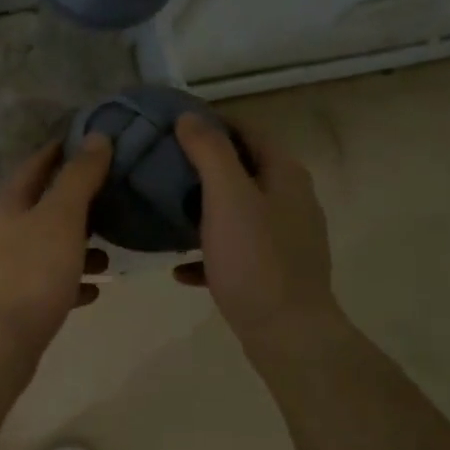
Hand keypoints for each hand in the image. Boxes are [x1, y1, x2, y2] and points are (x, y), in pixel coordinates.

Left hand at [0, 135, 113, 356]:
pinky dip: (71, 281)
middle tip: (113, 196)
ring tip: (110, 252)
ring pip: (47, 247)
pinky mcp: (15, 302)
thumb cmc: (32, 272)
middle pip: (41, 207)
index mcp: (8, 205)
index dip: (61, 151)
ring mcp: (5, 268)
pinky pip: (49, 283)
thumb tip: (96, 136)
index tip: (91, 142)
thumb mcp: (61, 217)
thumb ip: (79, 177)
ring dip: (77, 245)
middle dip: (76, 201)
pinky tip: (94, 290)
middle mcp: (2, 232)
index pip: (35, 165)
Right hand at [173, 114, 342, 359]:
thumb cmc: (256, 260)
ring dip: (201, 208)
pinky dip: (207, 252)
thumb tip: (189, 117)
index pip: (247, 130)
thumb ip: (209, 153)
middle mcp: (290, 200)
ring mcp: (283, 237)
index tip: (170, 125)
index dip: (211, 122)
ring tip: (163, 210)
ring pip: (236, 210)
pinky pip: (233, 250)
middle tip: (159, 165)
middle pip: (241, 169)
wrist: (286, 333)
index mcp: (284, 175)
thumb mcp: (227, 198)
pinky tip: (179, 268)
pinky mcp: (272, 270)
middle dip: (201, 165)